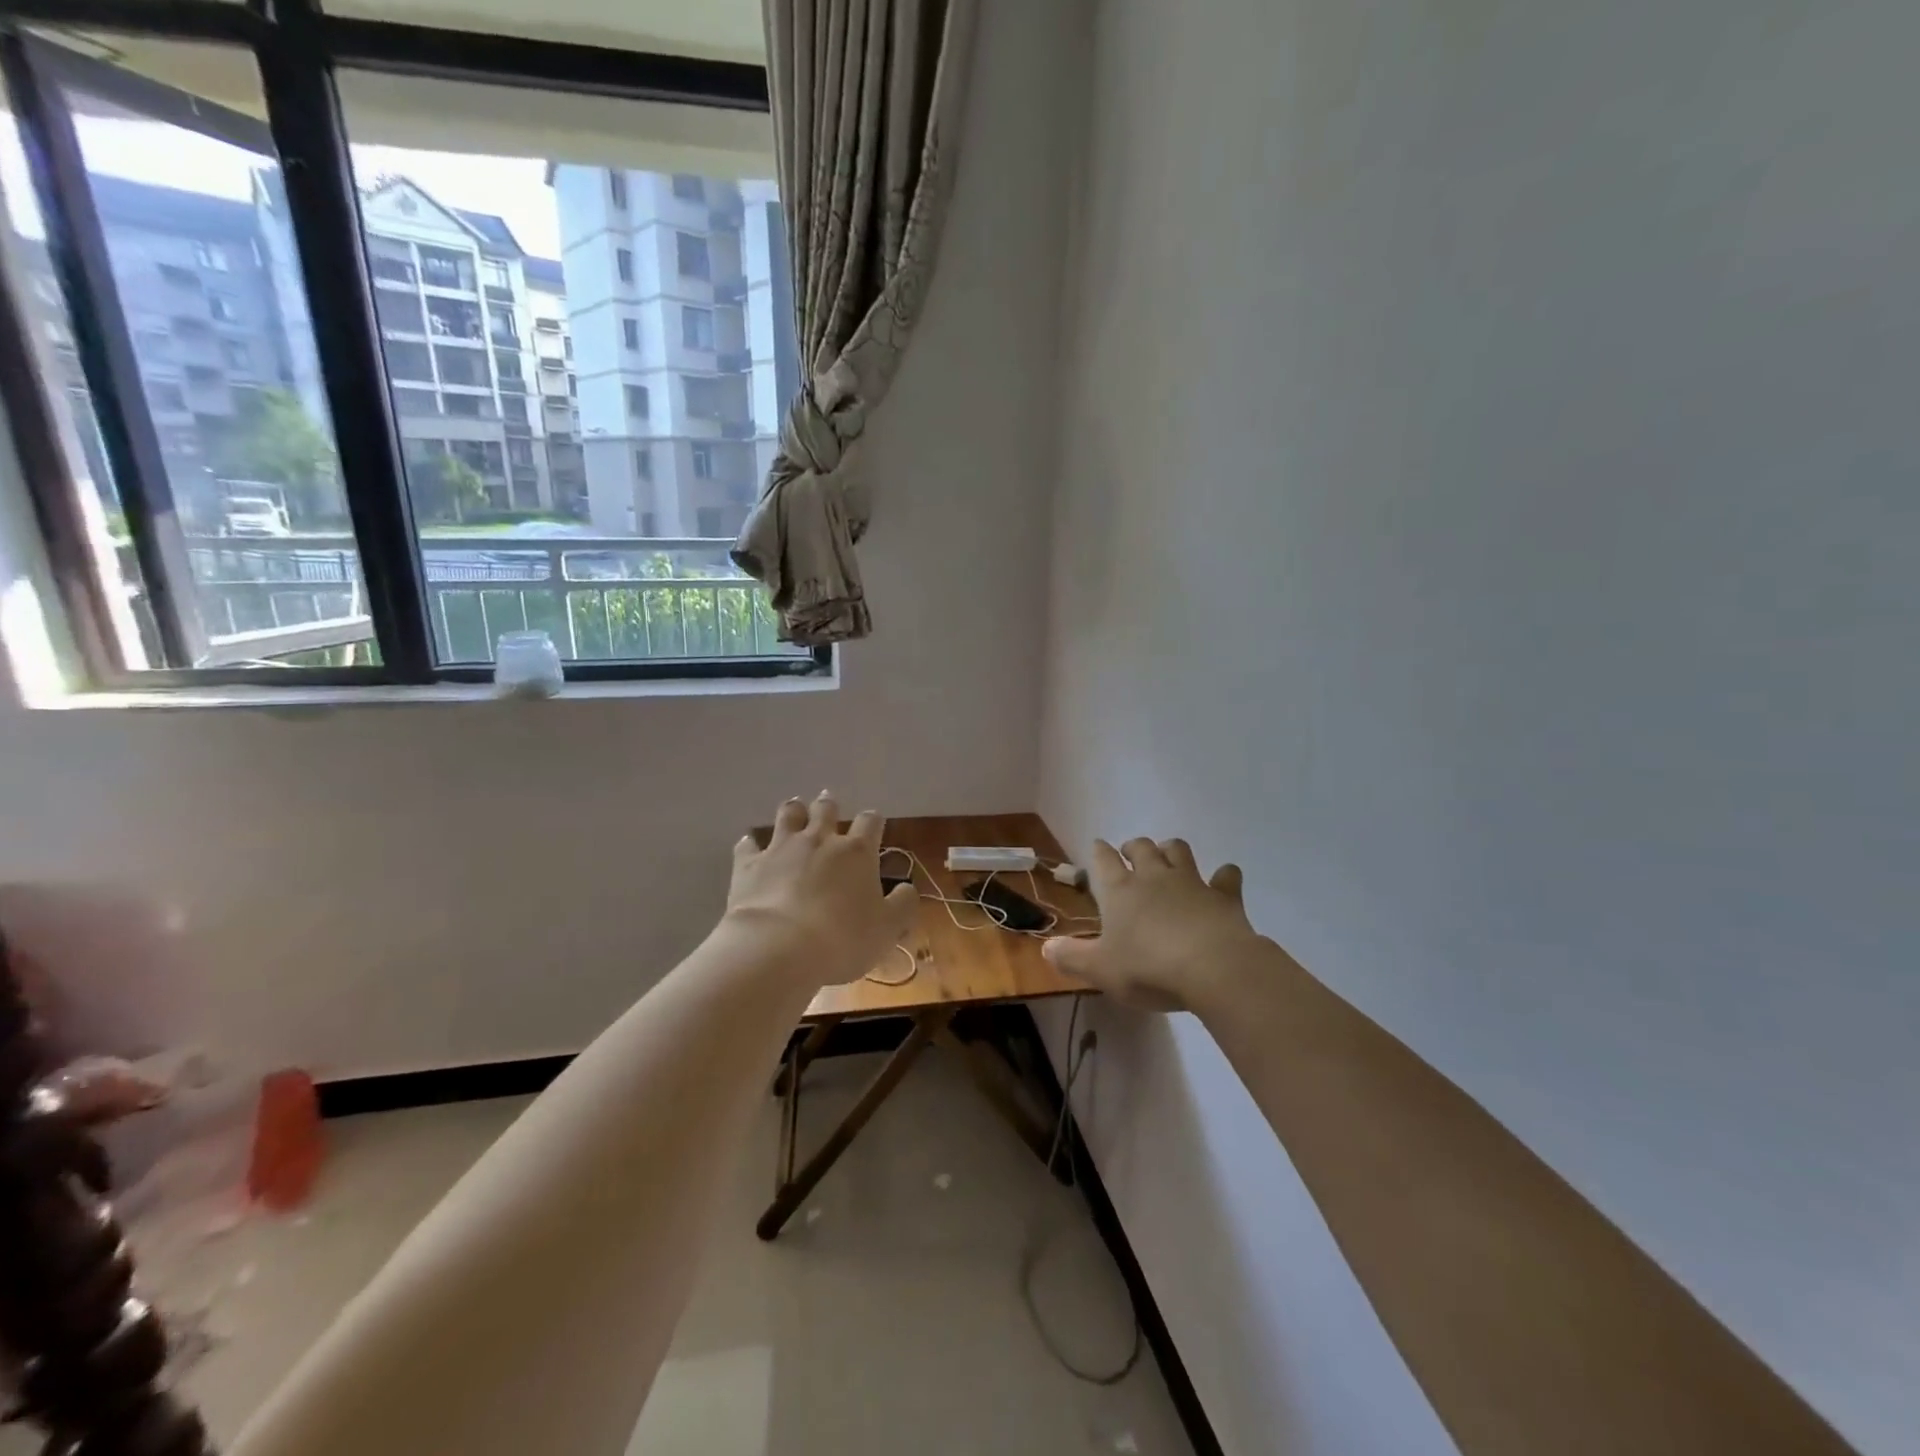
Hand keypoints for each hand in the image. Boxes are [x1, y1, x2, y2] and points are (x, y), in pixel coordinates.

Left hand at [722, 793, 918, 987]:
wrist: (778, 948)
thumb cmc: (843, 939)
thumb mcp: (888, 929)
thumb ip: (903, 905)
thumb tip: (908, 888)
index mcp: (856, 852)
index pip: (870, 822)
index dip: (873, 821)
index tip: (874, 826)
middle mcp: (819, 840)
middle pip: (825, 809)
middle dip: (829, 806)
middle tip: (828, 804)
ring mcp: (781, 848)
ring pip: (788, 815)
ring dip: (793, 811)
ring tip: (795, 810)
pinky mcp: (748, 864)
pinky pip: (747, 845)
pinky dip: (750, 843)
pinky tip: (750, 845)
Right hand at [1043, 838, 1262, 1011]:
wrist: (1213, 968)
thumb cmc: (1148, 967)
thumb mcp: (1100, 969)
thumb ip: (1071, 957)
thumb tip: (1046, 948)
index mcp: (1120, 890)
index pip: (1104, 859)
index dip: (1099, 851)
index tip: (1098, 846)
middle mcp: (1154, 877)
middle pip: (1142, 847)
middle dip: (1134, 847)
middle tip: (1131, 855)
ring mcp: (1191, 882)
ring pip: (1179, 850)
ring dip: (1171, 850)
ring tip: (1168, 857)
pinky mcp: (1224, 896)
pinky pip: (1226, 876)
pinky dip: (1224, 876)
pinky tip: (1223, 880)